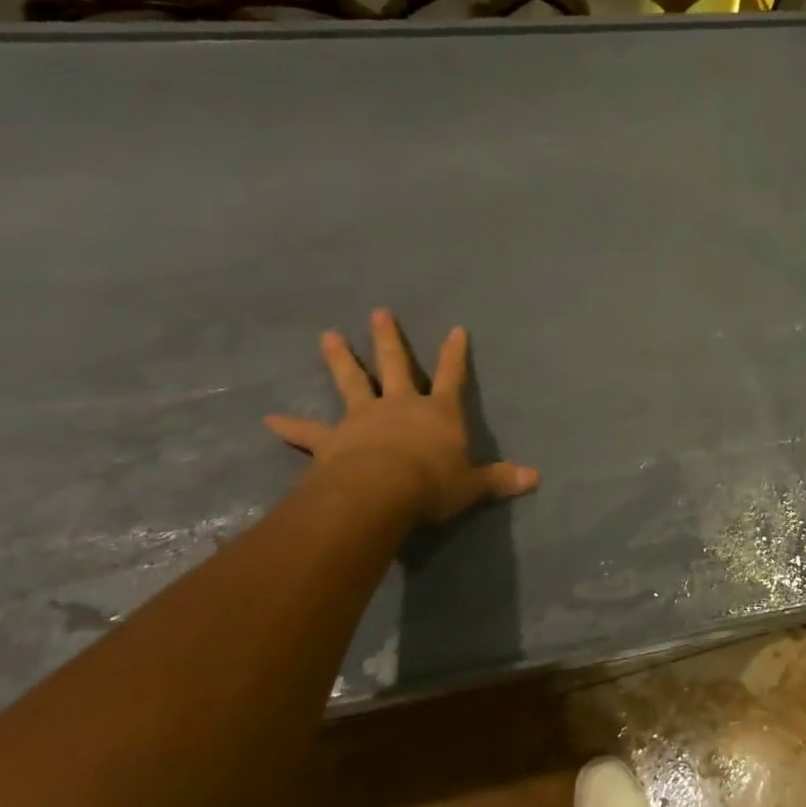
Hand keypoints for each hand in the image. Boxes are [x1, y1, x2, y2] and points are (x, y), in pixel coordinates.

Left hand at [264, 309, 538, 524]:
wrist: (378, 494)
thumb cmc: (432, 485)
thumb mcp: (472, 486)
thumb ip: (500, 480)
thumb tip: (536, 479)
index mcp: (438, 412)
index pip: (451, 375)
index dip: (455, 353)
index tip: (456, 328)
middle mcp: (400, 406)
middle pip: (395, 364)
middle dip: (389, 339)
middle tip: (378, 312)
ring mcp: (363, 419)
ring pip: (351, 382)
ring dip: (340, 359)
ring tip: (328, 336)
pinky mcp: (332, 440)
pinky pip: (308, 432)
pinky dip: (290, 426)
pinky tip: (269, 420)